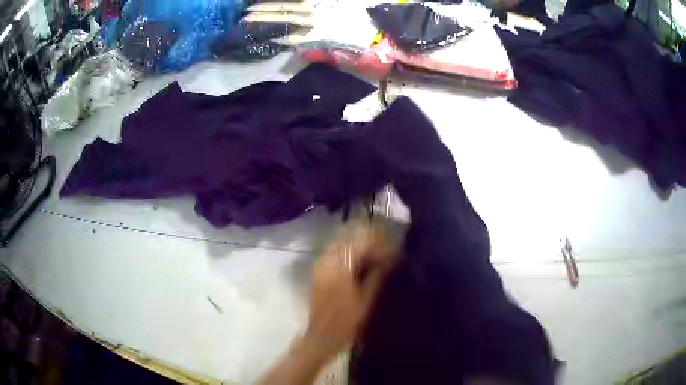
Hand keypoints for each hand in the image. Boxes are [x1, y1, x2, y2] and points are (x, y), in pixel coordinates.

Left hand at [305, 224, 395, 360]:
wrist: (322, 336)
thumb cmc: (346, 321)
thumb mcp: (366, 299)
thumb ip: (378, 275)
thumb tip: (392, 259)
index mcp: (339, 267)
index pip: (361, 246)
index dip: (379, 246)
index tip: (394, 251)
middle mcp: (326, 262)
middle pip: (349, 242)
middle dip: (368, 245)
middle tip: (385, 253)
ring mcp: (320, 267)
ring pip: (341, 247)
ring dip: (358, 249)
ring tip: (376, 258)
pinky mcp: (318, 273)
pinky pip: (334, 256)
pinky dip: (348, 256)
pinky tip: (361, 265)